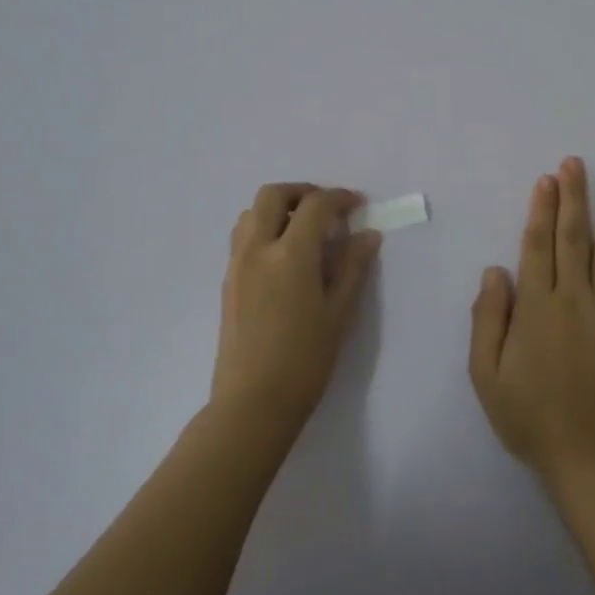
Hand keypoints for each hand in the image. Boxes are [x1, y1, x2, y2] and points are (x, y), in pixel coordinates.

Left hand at [211, 183, 382, 435]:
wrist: (253, 402)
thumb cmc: (305, 360)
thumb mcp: (339, 313)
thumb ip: (353, 267)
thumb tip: (367, 234)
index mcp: (290, 254)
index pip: (315, 206)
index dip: (340, 198)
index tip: (357, 204)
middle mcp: (257, 249)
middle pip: (273, 195)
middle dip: (303, 192)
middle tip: (327, 208)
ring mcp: (237, 264)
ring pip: (251, 212)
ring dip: (279, 207)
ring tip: (304, 229)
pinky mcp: (228, 281)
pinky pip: (243, 236)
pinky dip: (264, 227)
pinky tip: (284, 255)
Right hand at [468, 157, 594, 483]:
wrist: (591, 460)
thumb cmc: (530, 418)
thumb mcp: (486, 375)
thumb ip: (487, 319)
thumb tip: (496, 270)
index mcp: (537, 308)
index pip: (538, 246)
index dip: (541, 210)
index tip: (547, 180)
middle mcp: (576, 301)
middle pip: (574, 239)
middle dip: (574, 198)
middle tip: (575, 163)